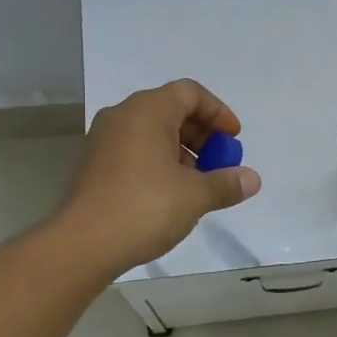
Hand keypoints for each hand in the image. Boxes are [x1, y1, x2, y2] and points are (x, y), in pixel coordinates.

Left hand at [62, 79, 262, 275]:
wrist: (84, 243)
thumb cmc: (145, 207)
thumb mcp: (195, 195)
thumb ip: (226, 183)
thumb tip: (252, 180)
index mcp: (147, 110)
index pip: (190, 93)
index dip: (218, 112)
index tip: (234, 139)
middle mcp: (122, 116)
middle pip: (171, 110)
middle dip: (202, 135)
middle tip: (220, 163)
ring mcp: (104, 140)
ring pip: (152, 132)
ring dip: (182, 151)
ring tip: (198, 184)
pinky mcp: (95, 164)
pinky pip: (135, 150)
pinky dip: (159, 162)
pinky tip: (171, 194)